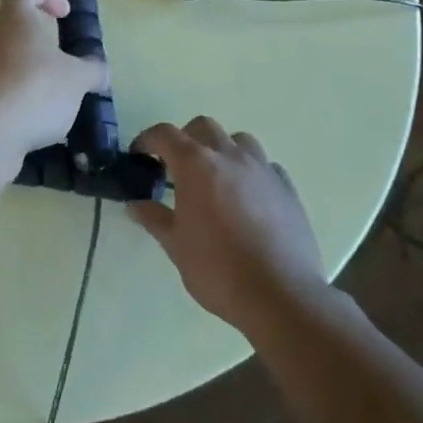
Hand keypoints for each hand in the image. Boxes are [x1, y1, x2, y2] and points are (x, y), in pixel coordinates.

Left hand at [0, 0, 107, 170]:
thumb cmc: (34, 91)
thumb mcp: (77, 79)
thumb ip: (92, 70)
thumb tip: (100, 70)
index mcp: (15, 20)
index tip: (63, 14)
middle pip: (16, 27)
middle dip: (44, 44)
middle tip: (66, 67)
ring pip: (8, 61)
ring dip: (32, 74)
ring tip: (56, 102)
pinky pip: (0, 91)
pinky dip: (19, 101)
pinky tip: (36, 123)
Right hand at [128, 118, 324, 333]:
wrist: (281, 295)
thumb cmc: (219, 269)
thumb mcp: (176, 246)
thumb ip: (154, 219)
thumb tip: (135, 204)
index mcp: (196, 165)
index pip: (165, 134)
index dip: (147, 140)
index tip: (139, 154)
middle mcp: (229, 156)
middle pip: (203, 127)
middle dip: (186, 140)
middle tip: (177, 168)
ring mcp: (262, 168)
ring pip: (238, 140)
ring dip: (221, 150)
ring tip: (216, 179)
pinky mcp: (287, 187)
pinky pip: (265, 165)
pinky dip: (250, 172)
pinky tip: (248, 198)